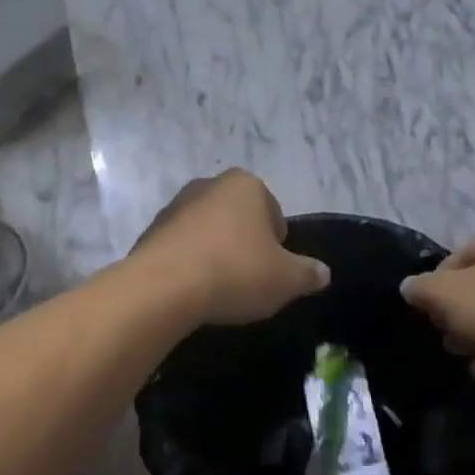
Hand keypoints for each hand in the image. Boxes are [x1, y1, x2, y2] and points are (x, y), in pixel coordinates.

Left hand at [132, 171, 330, 324]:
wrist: (163, 287)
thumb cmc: (235, 272)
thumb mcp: (286, 279)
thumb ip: (308, 273)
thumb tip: (323, 273)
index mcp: (245, 184)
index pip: (273, 212)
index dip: (277, 245)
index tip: (272, 272)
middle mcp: (209, 185)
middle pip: (239, 218)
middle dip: (245, 245)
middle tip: (249, 281)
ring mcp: (175, 205)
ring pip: (208, 231)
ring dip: (216, 253)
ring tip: (219, 289)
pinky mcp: (151, 230)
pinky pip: (182, 247)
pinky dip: (190, 263)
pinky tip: (192, 290)